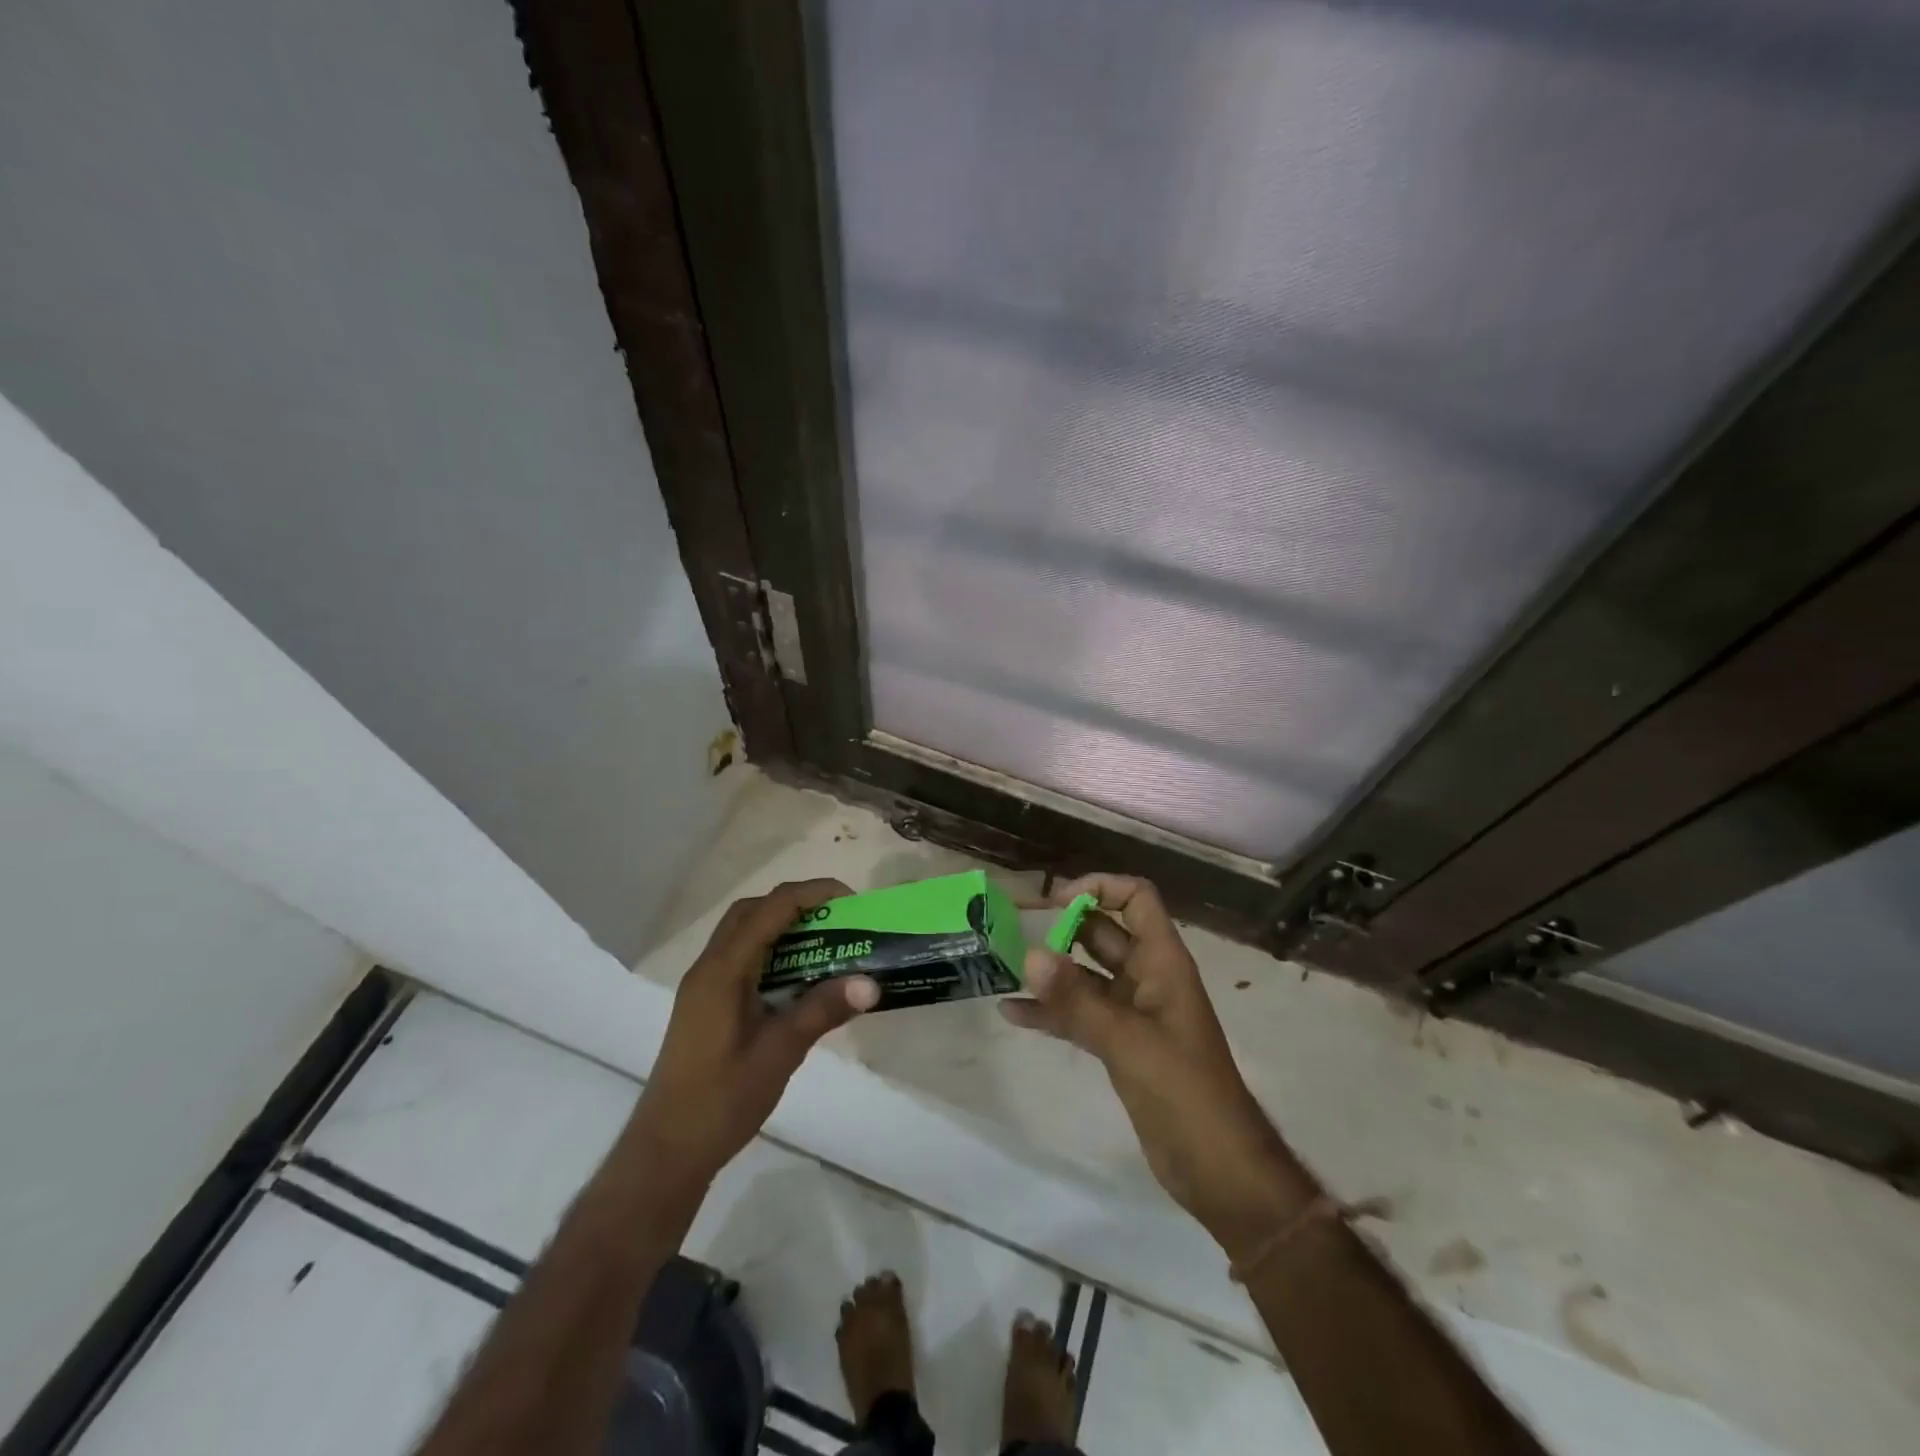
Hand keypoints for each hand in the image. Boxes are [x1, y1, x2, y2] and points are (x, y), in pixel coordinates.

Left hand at [630, 879, 877, 1189]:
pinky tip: (799, 978)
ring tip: (826, 943)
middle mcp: (709, 968)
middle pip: (752, 911)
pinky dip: (772, 952)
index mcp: (722, 971)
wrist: (667, 1150)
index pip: (769, 909)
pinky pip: (741, 958)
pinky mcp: (706, 1004)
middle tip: (837, 919)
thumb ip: (822, 1011)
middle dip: (796, 904)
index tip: (851, 901)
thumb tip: (871, 983)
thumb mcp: (779, 1054)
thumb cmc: (721, 1100)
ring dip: (783, 926)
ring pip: (744, 933)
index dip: (811, 894)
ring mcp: (704, 986)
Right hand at [1005, 875, 1310, 1257]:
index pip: (1136, 898)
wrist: (1217, 1168)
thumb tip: (1030, 955)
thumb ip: (1077, 1000)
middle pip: (1103, 932)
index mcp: (1162, 961)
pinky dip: (1050, 1012)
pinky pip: (1079, 1015)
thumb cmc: (1185, 1092)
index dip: (1099, 888)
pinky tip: (1011, 1013)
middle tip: (1011, 927)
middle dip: (1061, 925)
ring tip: (1004, 964)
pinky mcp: (1118, 1044)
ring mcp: (1132, 1012)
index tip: (1055, 903)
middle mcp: (1146, 977)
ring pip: (1085, 974)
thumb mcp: (1128, 1041)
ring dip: (1050, 969)